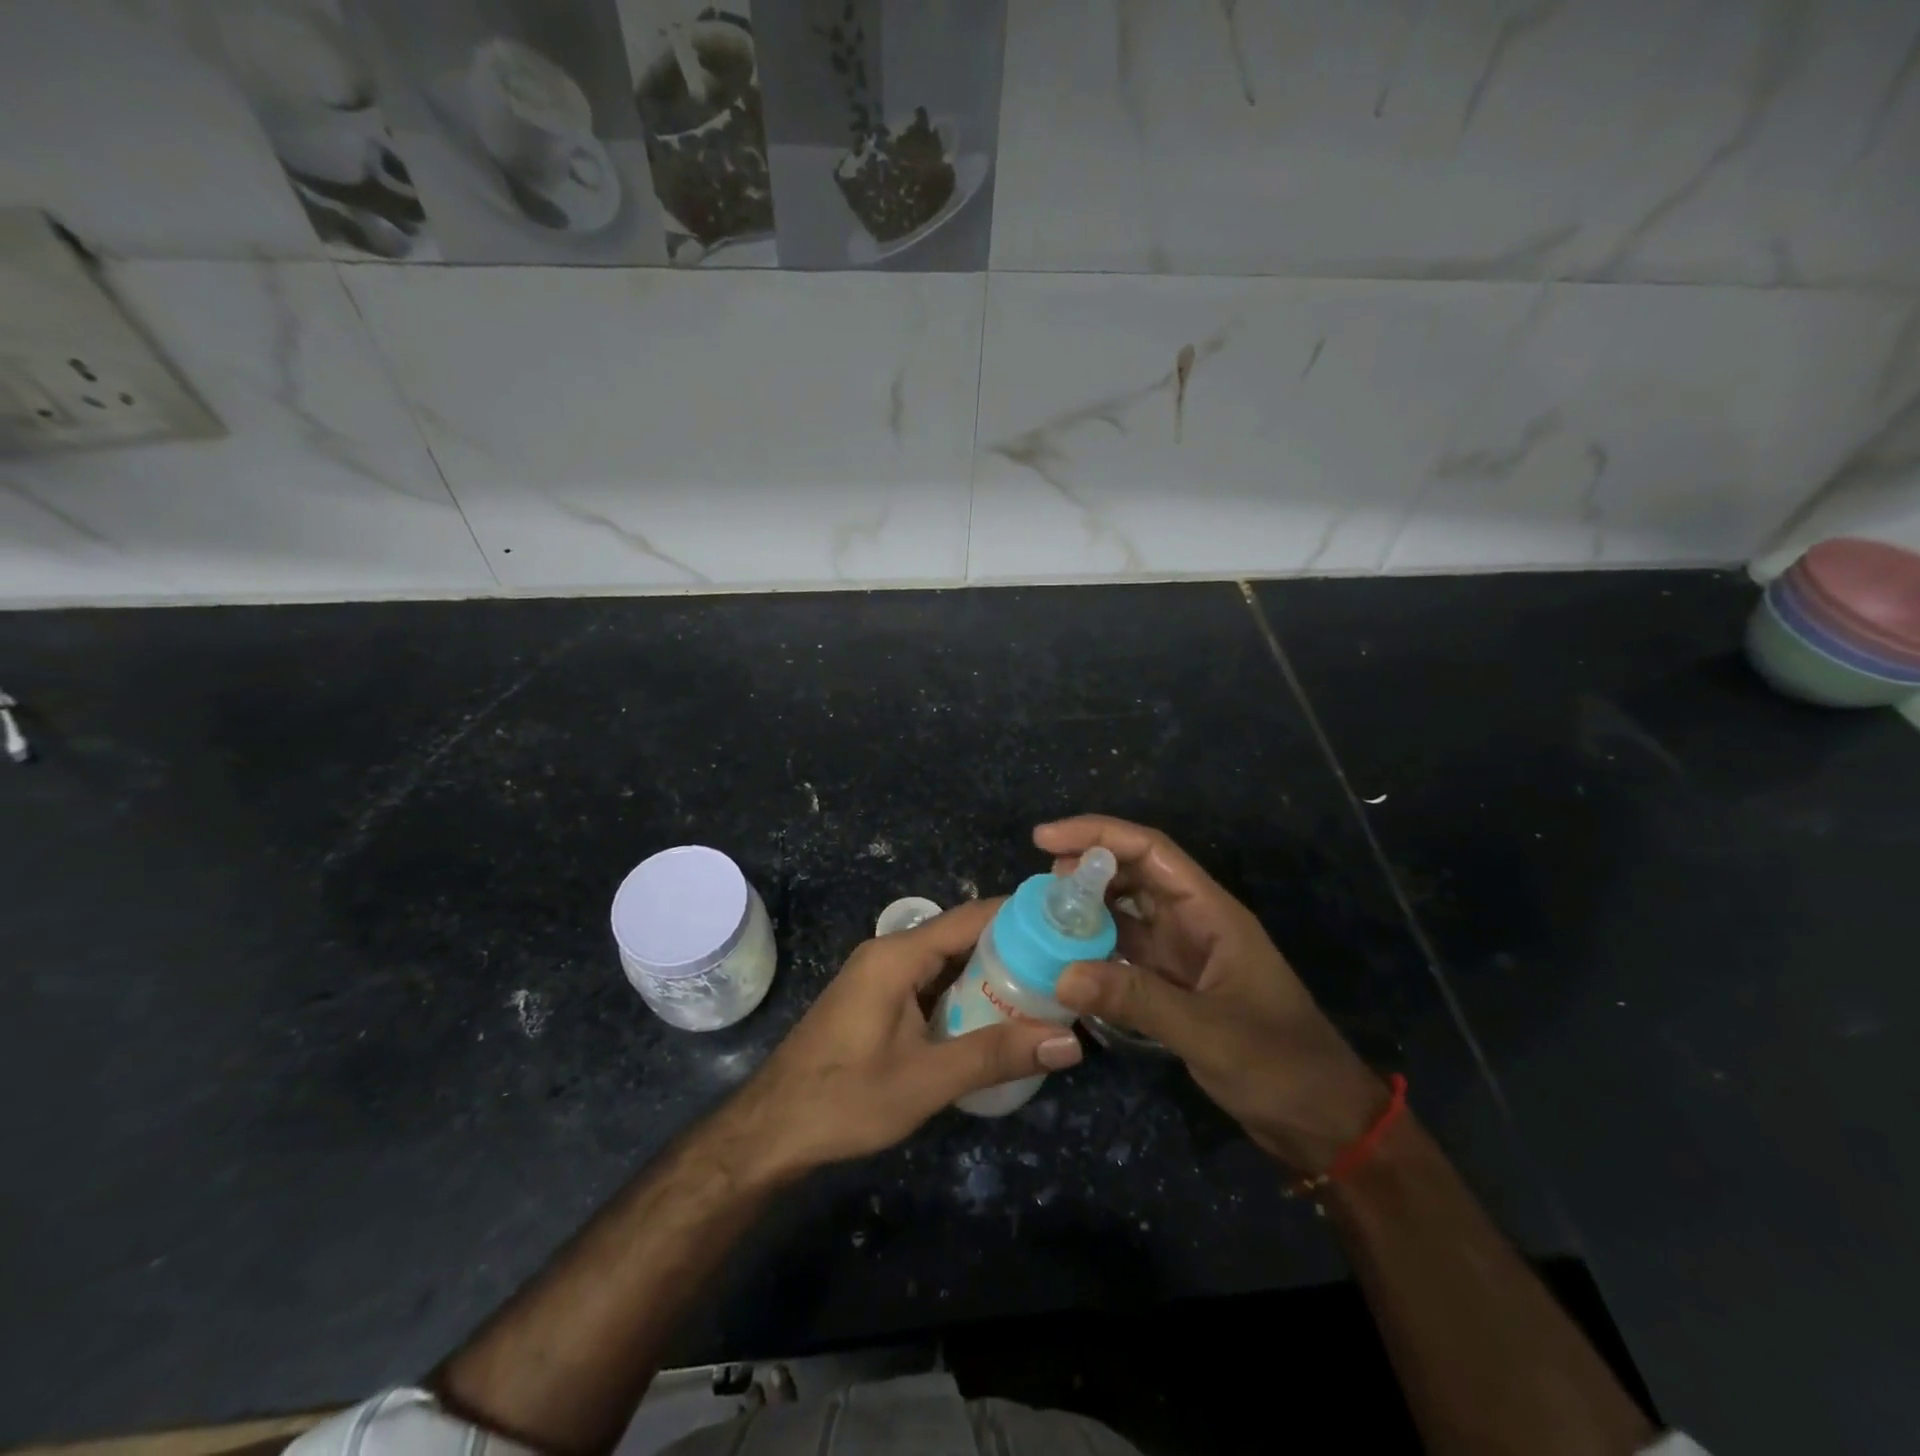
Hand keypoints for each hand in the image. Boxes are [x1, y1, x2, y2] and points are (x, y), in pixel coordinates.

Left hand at [718, 899, 1083, 1182]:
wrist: (771, 1130)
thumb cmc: (846, 1098)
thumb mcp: (927, 1080)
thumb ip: (996, 1055)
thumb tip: (1070, 1043)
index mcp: (898, 955)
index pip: (970, 917)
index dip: (1019, 916)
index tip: (1066, 924)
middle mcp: (890, 953)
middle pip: (960, 937)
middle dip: (1011, 948)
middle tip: (1065, 966)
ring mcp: (880, 977)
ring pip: (946, 962)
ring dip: (988, 974)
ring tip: (1043, 989)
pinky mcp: (876, 1000)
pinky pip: (930, 983)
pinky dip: (963, 994)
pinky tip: (993, 1017)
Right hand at [1038, 815, 1387, 1172]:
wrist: (1322, 1120)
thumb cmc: (1279, 1065)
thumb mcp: (1207, 1031)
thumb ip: (1136, 1000)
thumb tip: (1061, 975)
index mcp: (1212, 912)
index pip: (1150, 851)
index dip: (1098, 835)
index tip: (1046, 840)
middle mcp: (1195, 922)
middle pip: (1134, 874)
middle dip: (1086, 869)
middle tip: (1040, 886)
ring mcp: (1184, 954)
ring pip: (1127, 913)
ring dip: (1087, 909)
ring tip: (1043, 917)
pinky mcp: (1176, 985)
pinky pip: (1127, 953)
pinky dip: (1096, 950)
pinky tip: (1066, 959)